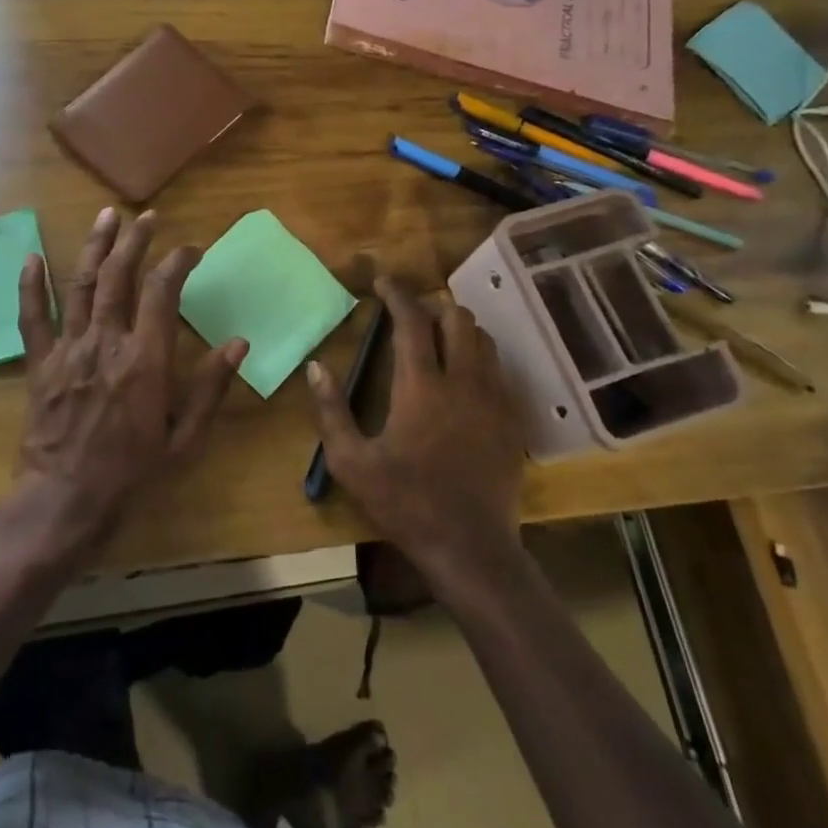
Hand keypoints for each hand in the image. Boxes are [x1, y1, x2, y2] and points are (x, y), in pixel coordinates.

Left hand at [14, 207, 246, 547]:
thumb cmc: (133, 473)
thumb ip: (210, 387)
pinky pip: (32, 318)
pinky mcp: (41, 364)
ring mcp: (69, 349)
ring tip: (106, 216)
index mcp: (146, 359)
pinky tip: (32, 256)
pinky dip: (31, 286)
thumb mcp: (185, 439)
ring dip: (95, 246)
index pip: (162, 291)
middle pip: (120, 276)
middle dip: (135, 240)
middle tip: (147, 217)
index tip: (191, 249)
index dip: (178, 262)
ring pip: (81, 285)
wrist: (66, 501)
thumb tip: (238, 343)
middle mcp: (106, 341)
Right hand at [306, 276, 525, 579]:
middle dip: (431, 306)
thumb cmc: (404, 503)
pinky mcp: (510, 419)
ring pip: (483, 339)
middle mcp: (463, 381)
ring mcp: (493, 399)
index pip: (411, 321)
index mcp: (421, 387)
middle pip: (456, 318)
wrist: (469, 547)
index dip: (396, 293)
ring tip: (436, 340)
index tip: (382, 280)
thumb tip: (316, 367)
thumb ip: (331, 411)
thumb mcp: (351, 463)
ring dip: (458, 329)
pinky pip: (498, 369)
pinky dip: (478, 357)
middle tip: (408, 316)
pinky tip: (462, 377)